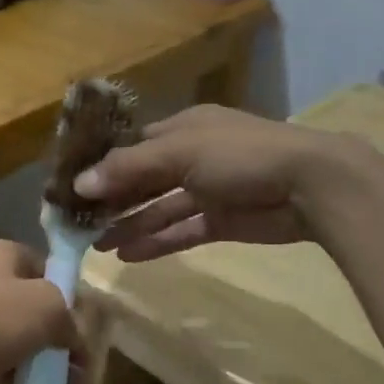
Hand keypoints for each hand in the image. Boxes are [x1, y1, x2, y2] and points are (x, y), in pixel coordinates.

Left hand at [0, 241, 84, 383]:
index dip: (72, 300)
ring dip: (45, 366)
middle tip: (83, 375)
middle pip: (35, 309)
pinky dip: (16, 379)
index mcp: (5, 255)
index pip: (50, 270)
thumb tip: (72, 335)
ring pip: (18, 339)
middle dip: (63, 343)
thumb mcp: (46, 308)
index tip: (87, 334)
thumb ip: (68, 317)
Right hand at [75, 105, 342, 260]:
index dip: (103, 164)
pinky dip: (156, 241)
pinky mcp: (221, 221)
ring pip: (159, 208)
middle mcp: (192, 156)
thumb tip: (80, 184)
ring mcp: (208, 190)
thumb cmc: (241, 155)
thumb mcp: (180, 153)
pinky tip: (127, 255)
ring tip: (96, 245)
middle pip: (143, 178)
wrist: (311, 186)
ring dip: (130, 224)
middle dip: (112, 199)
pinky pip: (181, 231)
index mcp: (184, 128)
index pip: (133, 145)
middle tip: (78, 221)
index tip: (72, 186)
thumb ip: (129, 168)